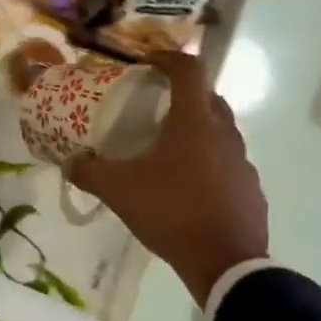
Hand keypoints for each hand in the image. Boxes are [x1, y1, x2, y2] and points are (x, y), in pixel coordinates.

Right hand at [66, 52, 268, 305]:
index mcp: (194, 122)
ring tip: (168, 151)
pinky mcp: (250, 189)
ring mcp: (243, 162)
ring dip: (196, 131)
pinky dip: (208, 163)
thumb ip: (89, 172)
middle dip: (182, 95)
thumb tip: (69, 162)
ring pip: (220, 132)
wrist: (225, 263)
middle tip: (155, 108)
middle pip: (208, 98)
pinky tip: (188, 187)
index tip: (147, 63)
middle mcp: (224, 133)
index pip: (188, 70)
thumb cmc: (171, 211)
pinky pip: (228, 163)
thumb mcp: (118, 190)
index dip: (167, 58)